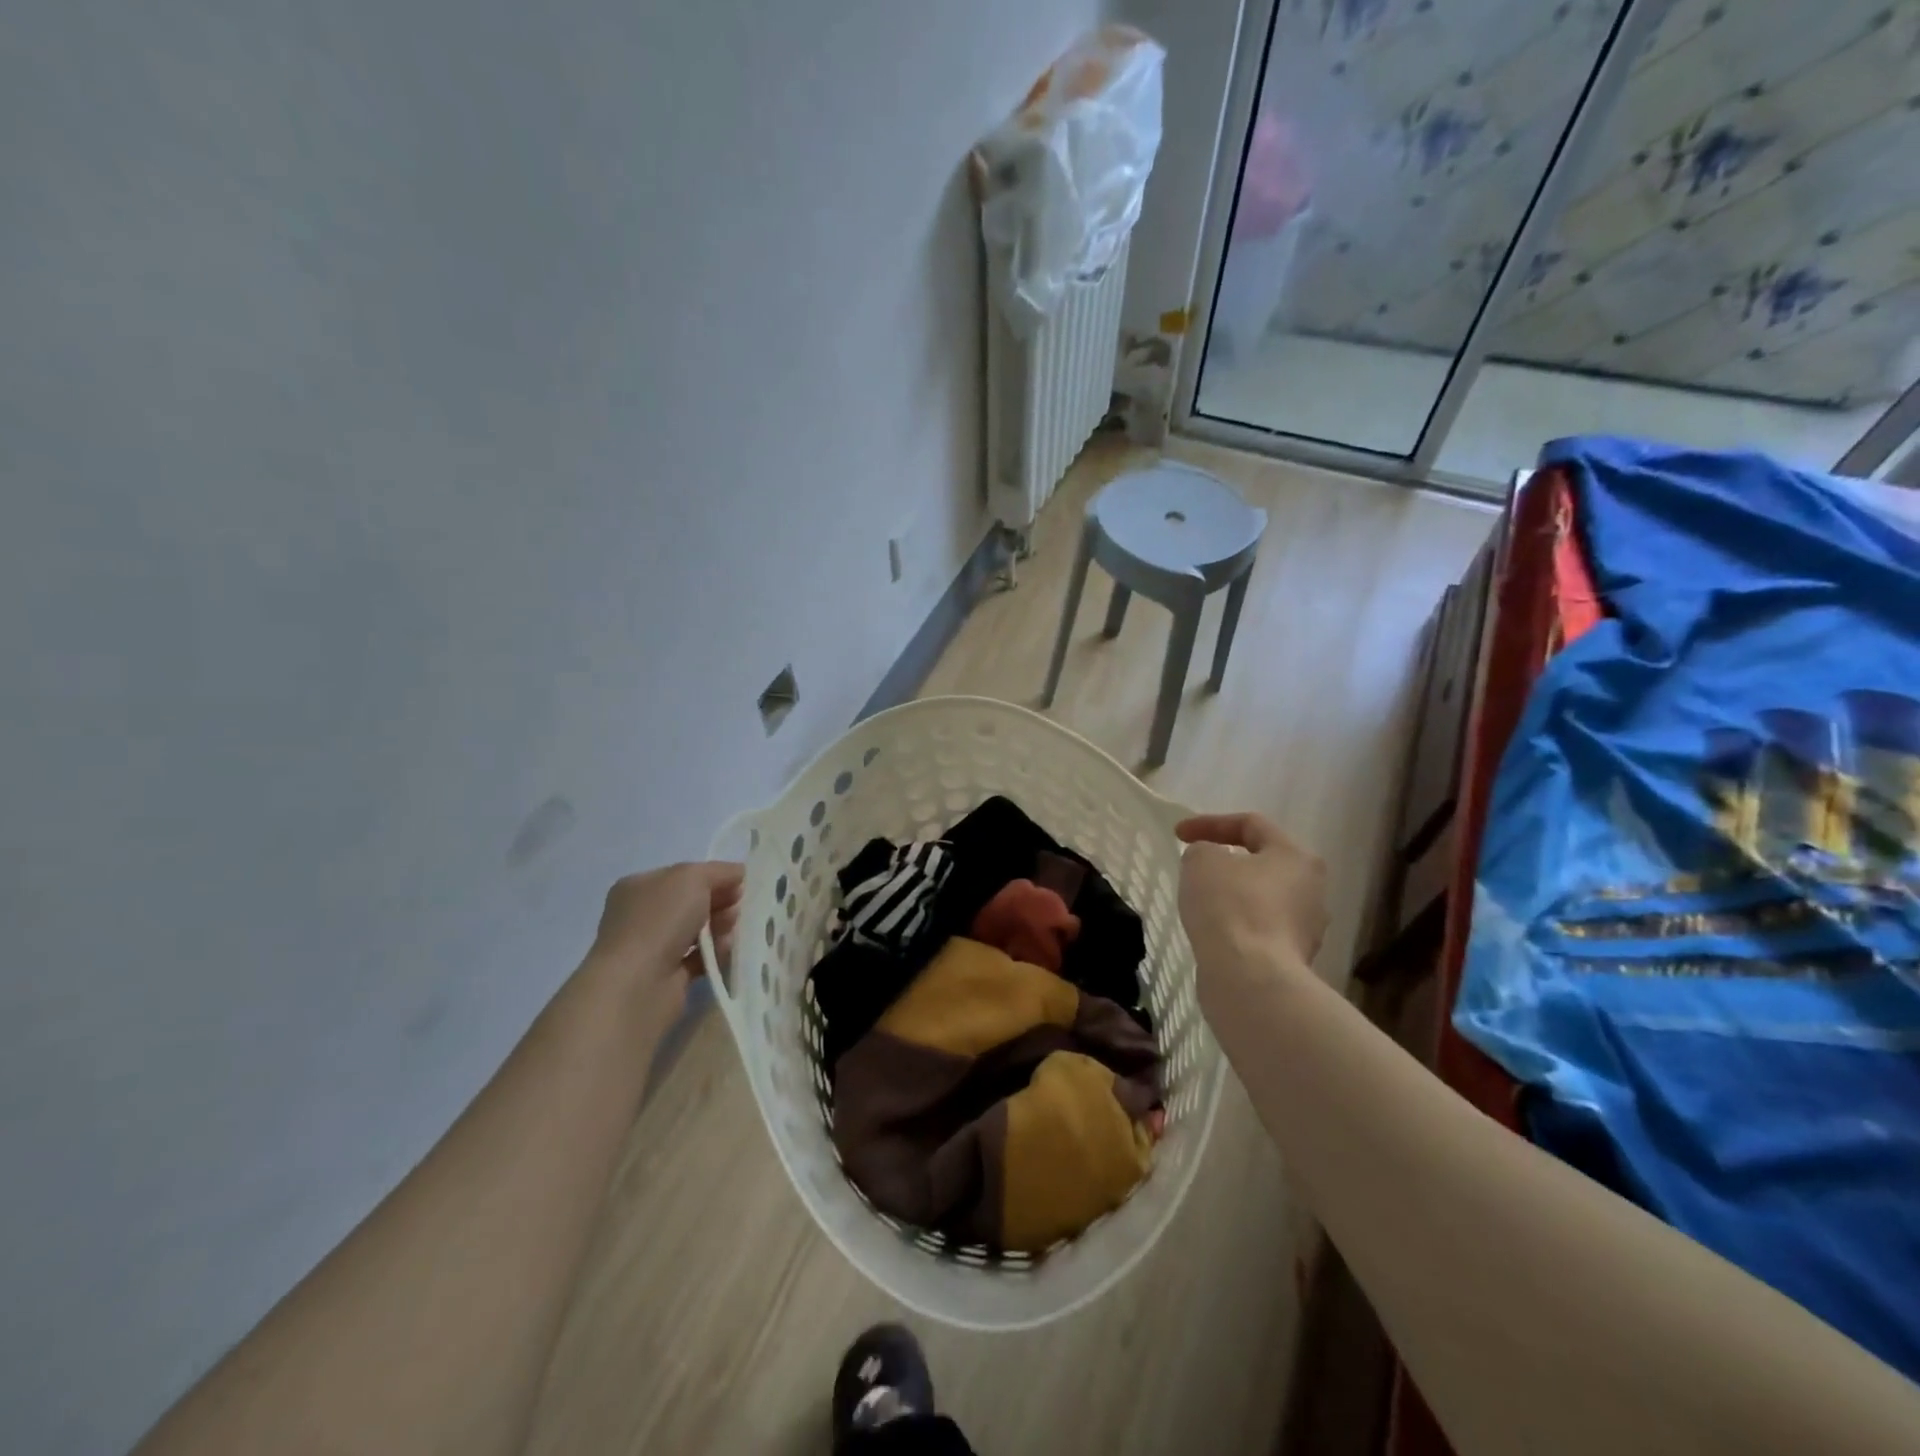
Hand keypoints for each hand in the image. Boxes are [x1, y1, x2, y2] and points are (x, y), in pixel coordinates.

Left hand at [590, 862, 743, 1011]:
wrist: (637, 985)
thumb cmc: (660, 921)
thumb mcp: (692, 877)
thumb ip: (719, 871)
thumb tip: (738, 874)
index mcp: (639, 886)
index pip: (684, 875)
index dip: (714, 876)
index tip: (740, 884)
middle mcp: (642, 915)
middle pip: (692, 902)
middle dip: (720, 902)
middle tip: (738, 908)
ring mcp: (653, 947)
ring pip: (697, 930)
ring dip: (720, 928)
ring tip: (732, 932)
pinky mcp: (667, 976)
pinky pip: (699, 958)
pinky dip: (715, 953)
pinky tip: (725, 951)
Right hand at [1176, 814, 1327, 998]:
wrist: (1251, 979)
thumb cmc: (1230, 907)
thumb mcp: (1202, 861)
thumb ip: (1203, 850)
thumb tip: (1211, 863)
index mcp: (1296, 857)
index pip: (1251, 824)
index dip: (1210, 822)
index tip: (1177, 834)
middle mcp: (1311, 890)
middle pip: (1263, 863)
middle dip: (1227, 861)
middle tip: (1195, 868)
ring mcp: (1305, 929)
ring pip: (1262, 900)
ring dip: (1231, 896)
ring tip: (1200, 903)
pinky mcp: (1292, 960)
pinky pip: (1259, 930)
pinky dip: (1235, 926)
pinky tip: (1212, 933)